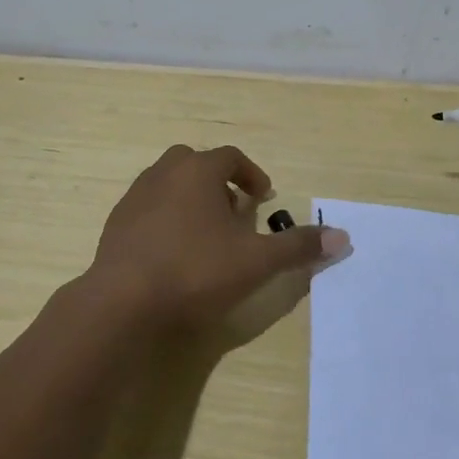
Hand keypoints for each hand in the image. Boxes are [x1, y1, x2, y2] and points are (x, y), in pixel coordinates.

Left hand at [84, 144, 349, 331]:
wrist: (122, 301)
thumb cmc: (195, 271)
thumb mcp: (256, 261)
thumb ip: (297, 246)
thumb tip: (342, 237)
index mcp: (198, 171)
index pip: (231, 157)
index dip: (252, 175)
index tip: (264, 197)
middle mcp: (163, 173)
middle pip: (196, 163)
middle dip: (219, 182)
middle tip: (235, 212)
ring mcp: (135, 197)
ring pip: (169, 184)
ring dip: (191, 199)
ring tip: (207, 234)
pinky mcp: (116, 223)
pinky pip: (148, 208)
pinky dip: (167, 218)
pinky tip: (174, 253)